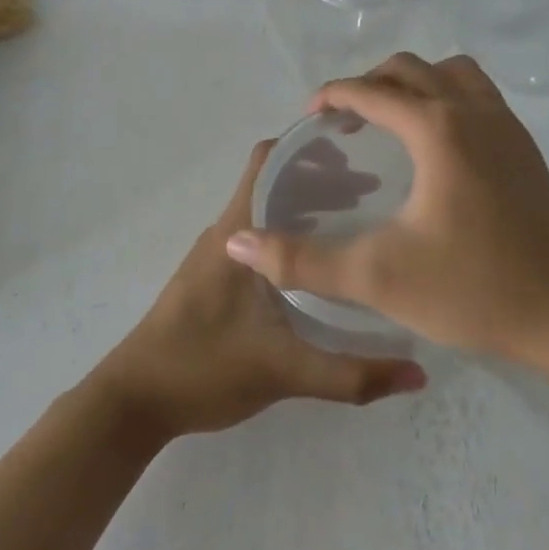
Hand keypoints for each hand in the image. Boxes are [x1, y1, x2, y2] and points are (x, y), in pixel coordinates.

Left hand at [91, 141, 427, 439]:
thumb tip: (418, 374)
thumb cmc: (203, 370)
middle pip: (274, 181)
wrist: (131, 404)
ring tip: (359, 221)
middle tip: (377, 190)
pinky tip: (320, 265)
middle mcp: (225, 232)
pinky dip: (291, 234)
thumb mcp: (285, 372)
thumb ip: (352, 375)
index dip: (309, 145)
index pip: (268, 160)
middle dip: (323, 177)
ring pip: (266, 211)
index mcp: (236, 233)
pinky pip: (258, 237)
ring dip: (308, 207)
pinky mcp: (213, 278)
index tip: (358, 148)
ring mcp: (216, 255)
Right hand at [225, 53, 548, 358]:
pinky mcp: (525, 147)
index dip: (333, 96)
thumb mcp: (377, 277)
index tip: (310, 118)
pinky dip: (447, 97)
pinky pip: (479, 95)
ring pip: (453, 73)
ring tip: (391, 119)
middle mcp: (474, 111)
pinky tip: (436, 146)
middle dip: (370, 83)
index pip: (372, 91)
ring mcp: (507, 126)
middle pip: (411, 68)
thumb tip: (239, 244)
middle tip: (345, 120)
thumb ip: (303, 260)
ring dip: (415, 82)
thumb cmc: (472, 289)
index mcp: (437, 129)